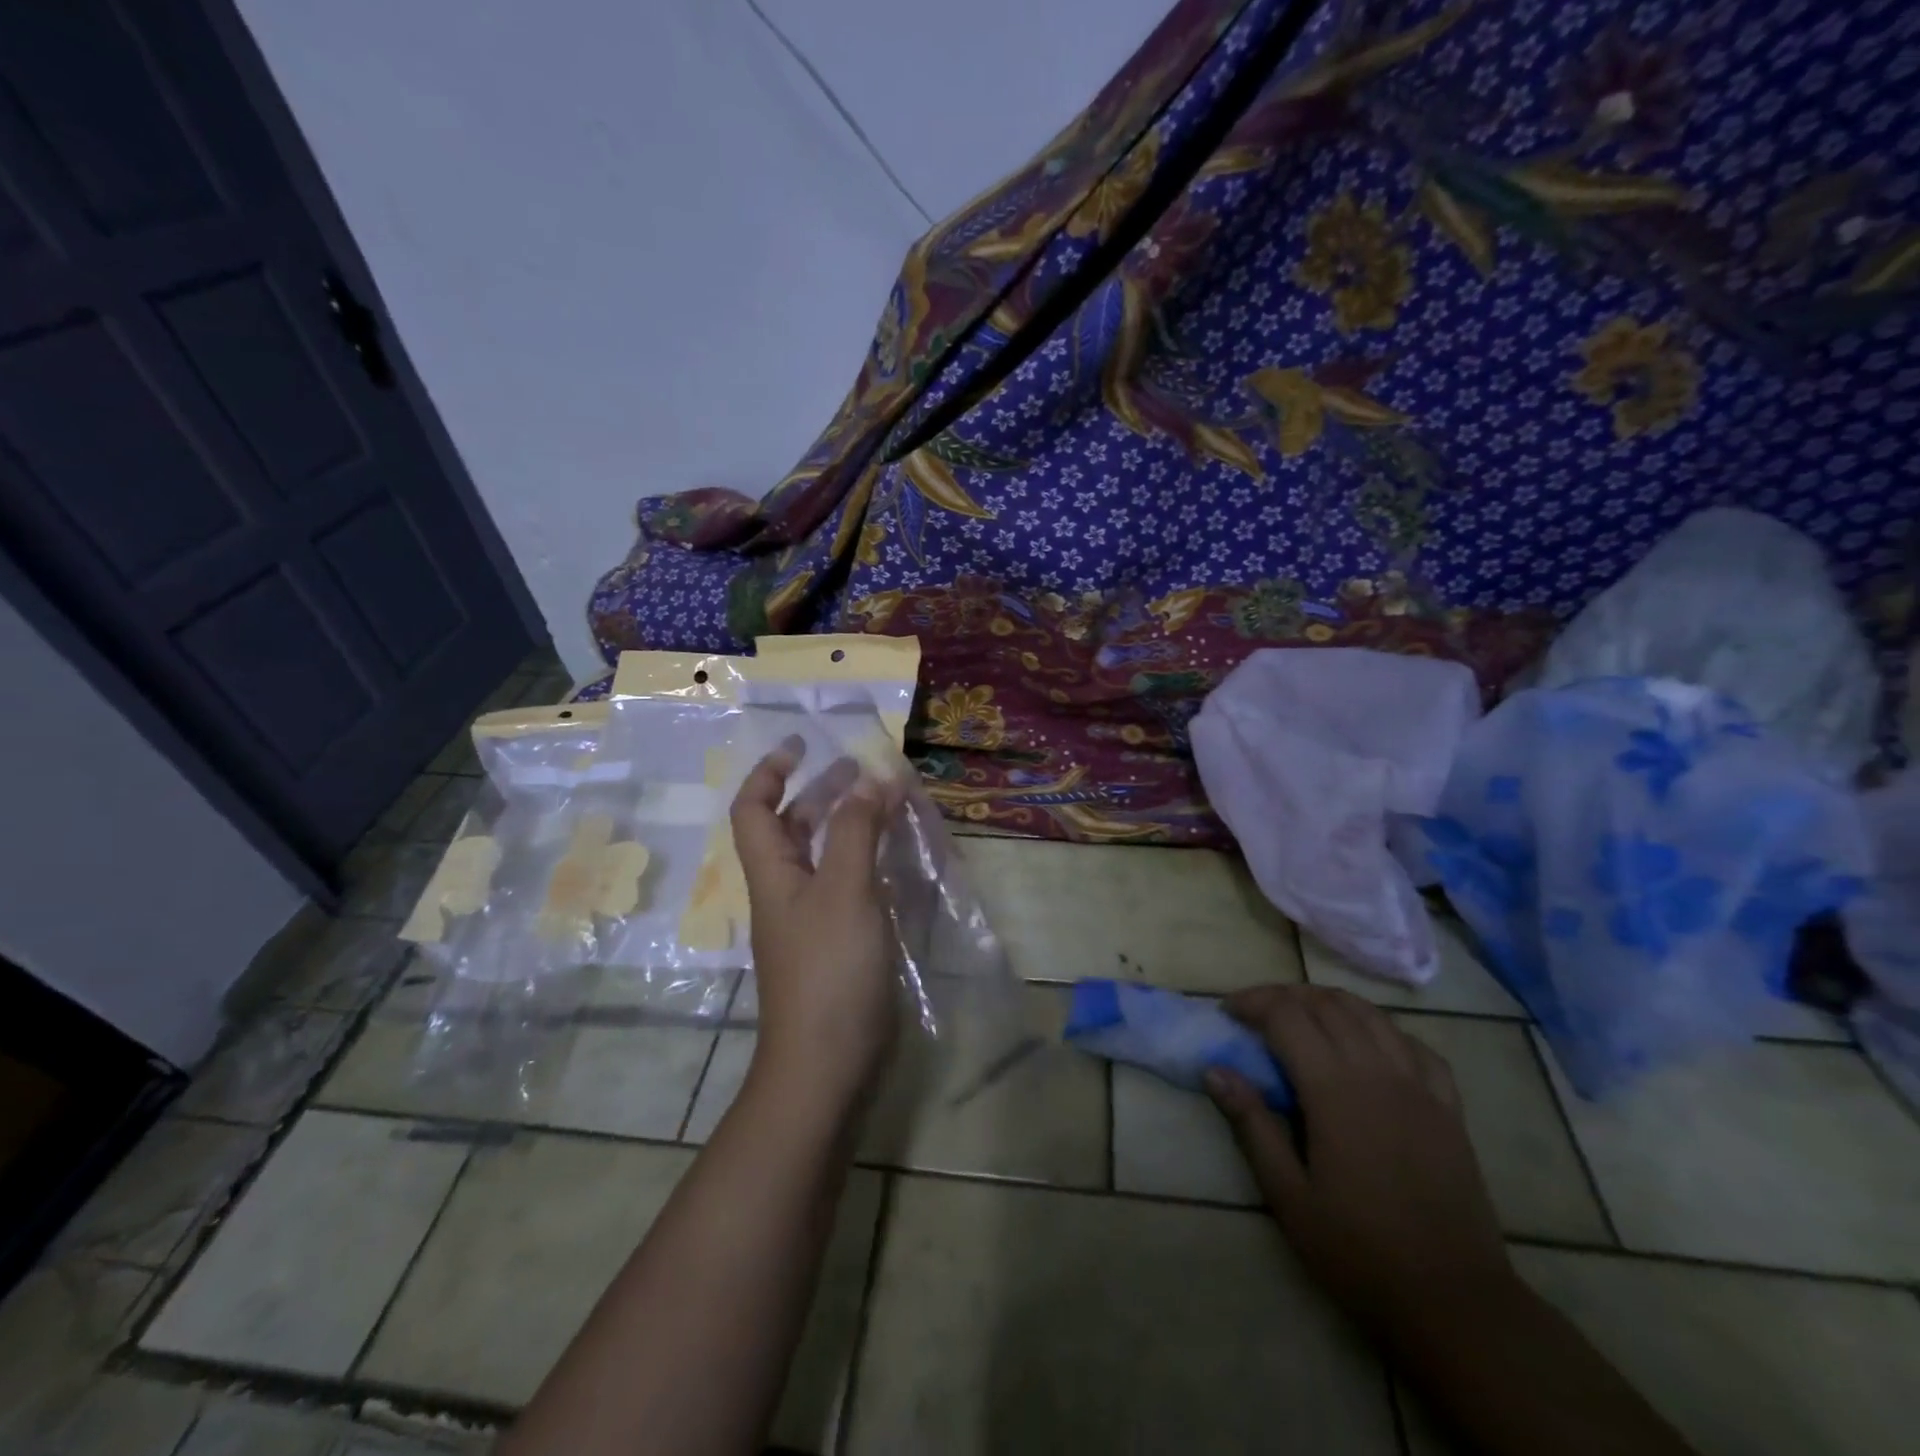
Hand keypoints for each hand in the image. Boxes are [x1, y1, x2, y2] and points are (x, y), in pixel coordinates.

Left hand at [731, 738, 900, 1110]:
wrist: (826, 1063)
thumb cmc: (829, 969)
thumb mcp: (844, 890)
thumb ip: (856, 831)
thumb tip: (870, 779)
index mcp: (772, 871)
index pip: (753, 808)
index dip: (770, 771)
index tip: (803, 744)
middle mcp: (785, 889)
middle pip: (791, 826)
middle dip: (820, 790)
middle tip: (861, 769)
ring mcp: (810, 918)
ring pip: (823, 854)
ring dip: (848, 823)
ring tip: (887, 803)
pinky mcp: (836, 942)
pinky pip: (847, 884)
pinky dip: (866, 860)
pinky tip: (896, 858)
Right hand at [1205, 985, 1513, 1334]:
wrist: (1454, 1301)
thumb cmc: (1359, 1251)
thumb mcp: (1289, 1196)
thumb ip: (1252, 1125)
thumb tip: (1215, 1070)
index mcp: (1334, 1090)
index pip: (1286, 1016)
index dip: (1252, 1002)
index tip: (1227, 1012)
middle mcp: (1377, 1071)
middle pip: (1326, 1004)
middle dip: (1284, 996)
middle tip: (1255, 1012)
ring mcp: (1419, 1086)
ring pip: (1370, 1014)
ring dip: (1329, 1002)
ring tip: (1303, 1015)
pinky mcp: (1449, 1106)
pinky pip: (1414, 1044)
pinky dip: (1382, 1029)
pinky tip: (1368, 1044)